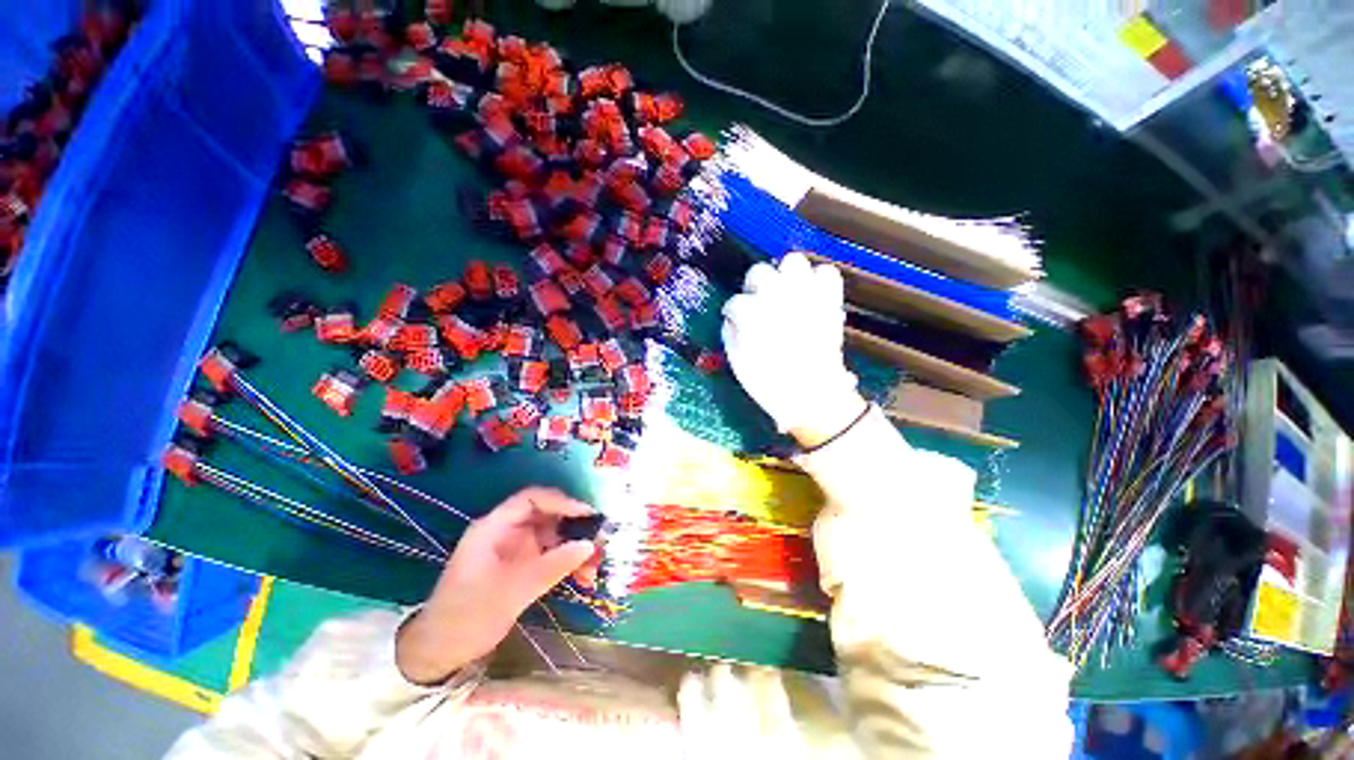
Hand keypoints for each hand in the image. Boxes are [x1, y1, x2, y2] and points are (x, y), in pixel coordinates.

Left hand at [396, 488, 597, 684]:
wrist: (440, 653)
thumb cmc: (468, 616)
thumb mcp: (512, 591)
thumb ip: (553, 566)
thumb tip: (590, 545)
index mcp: (495, 527)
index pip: (532, 499)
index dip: (560, 501)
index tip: (587, 515)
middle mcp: (507, 532)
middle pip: (547, 516)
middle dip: (574, 527)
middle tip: (598, 542)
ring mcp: (515, 549)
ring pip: (553, 536)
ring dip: (574, 548)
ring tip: (593, 569)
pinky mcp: (521, 566)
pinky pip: (550, 555)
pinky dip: (567, 563)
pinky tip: (582, 578)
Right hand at [721, 252, 865, 447]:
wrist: (812, 395)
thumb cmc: (770, 383)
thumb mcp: (738, 362)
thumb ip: (731, 334)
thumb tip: (732, 319)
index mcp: (752, 314)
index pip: (735, 303)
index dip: (733, 312)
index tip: (735, 320)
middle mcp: (777, 297)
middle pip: (759, 272)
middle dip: (755, 285)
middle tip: (758, 301)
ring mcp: (806, 295)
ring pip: (793, 261)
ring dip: (785, 275)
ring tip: (785, 291)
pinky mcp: (828, 301)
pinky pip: (827, 273)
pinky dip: (818, 280)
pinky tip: (810, 295)